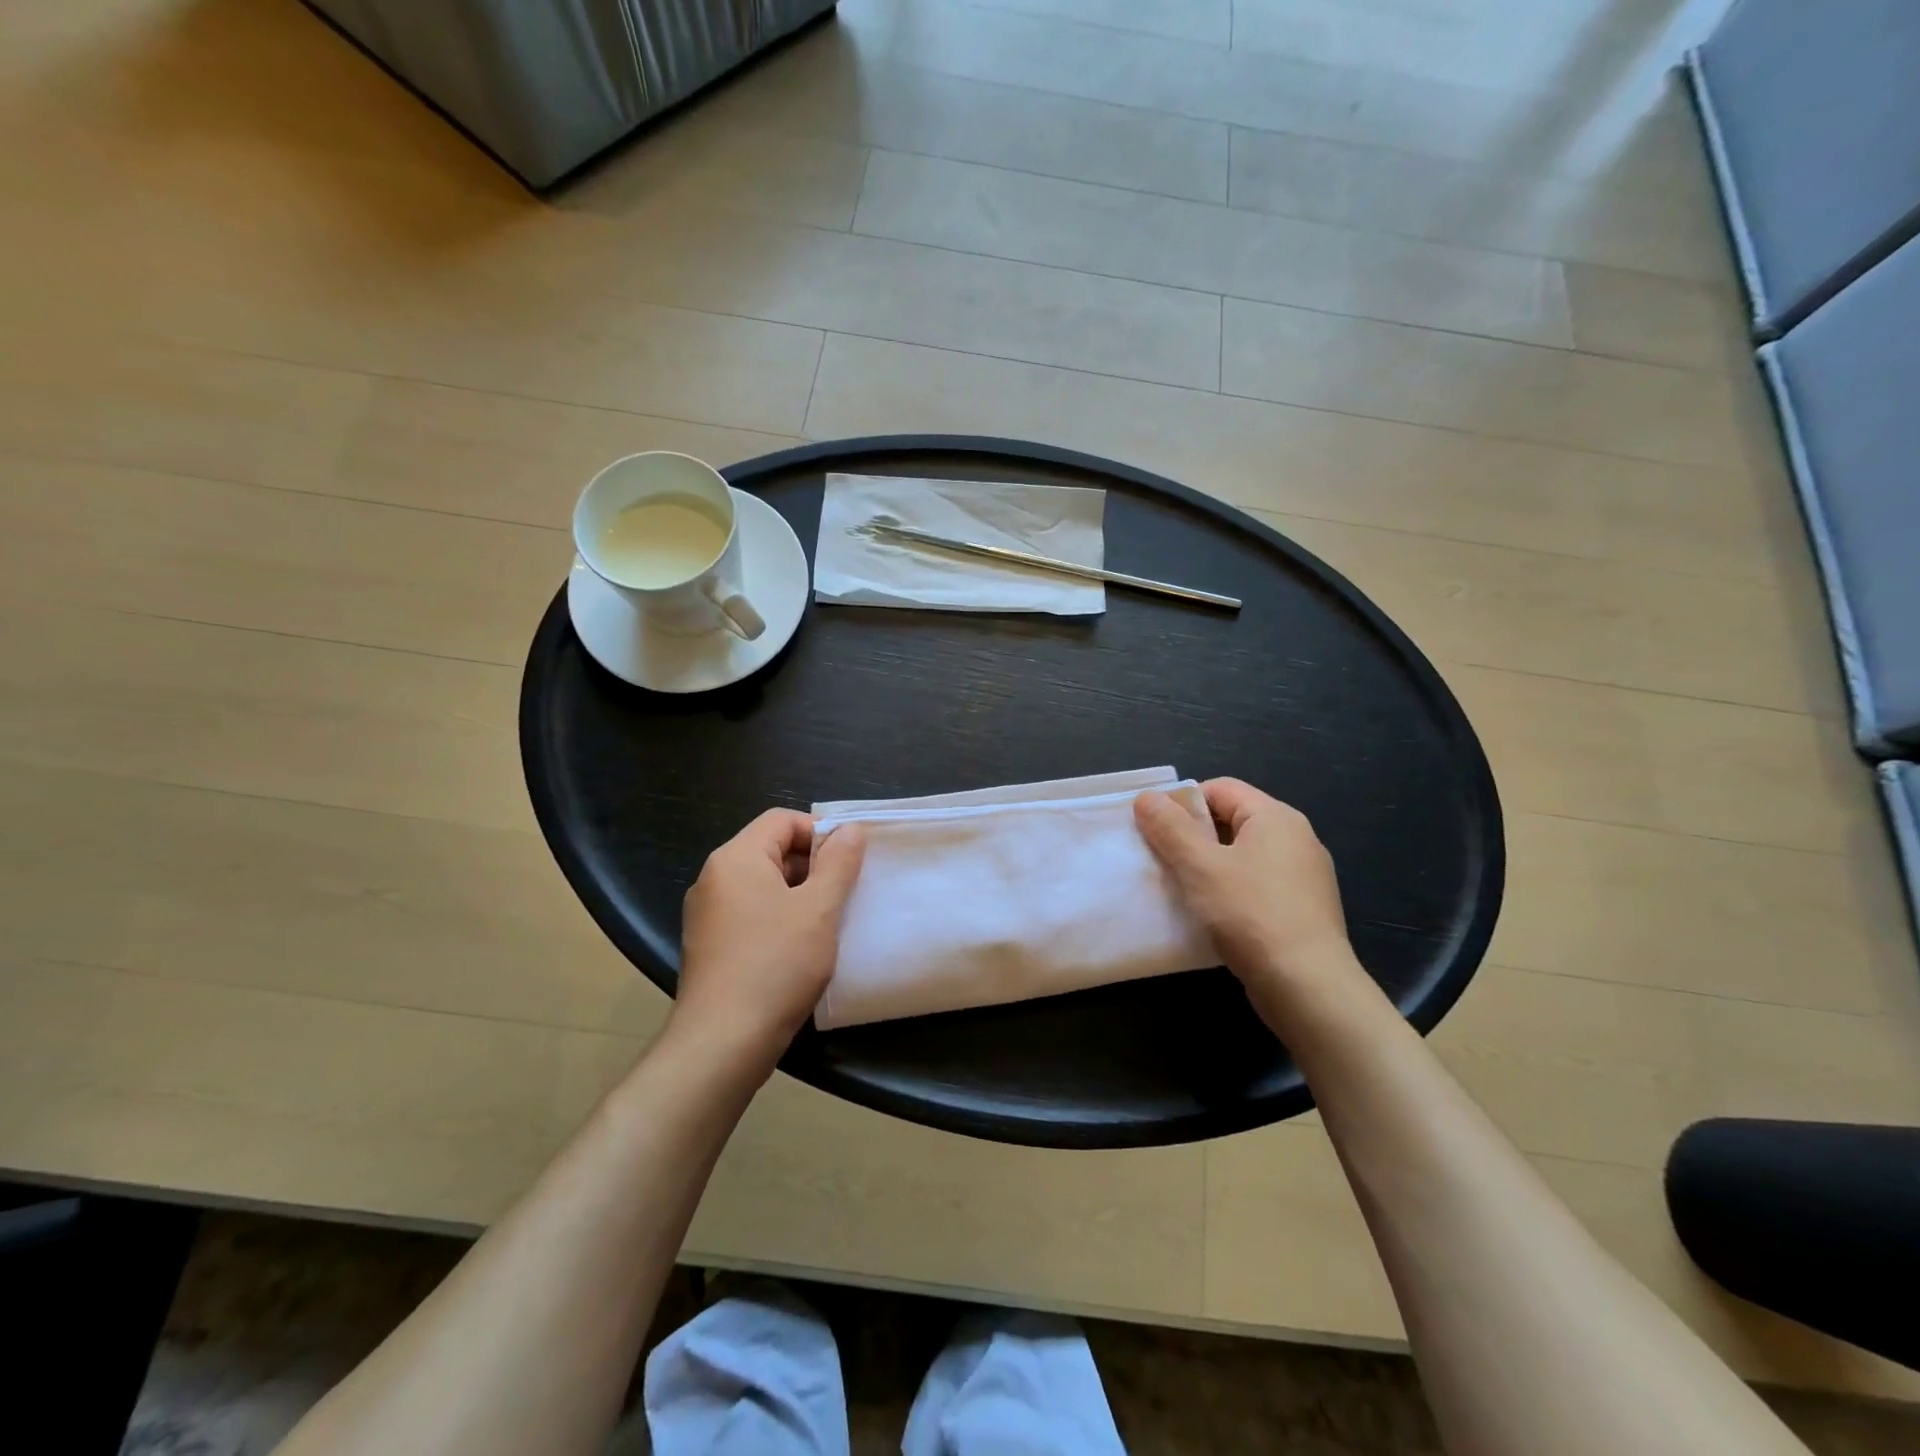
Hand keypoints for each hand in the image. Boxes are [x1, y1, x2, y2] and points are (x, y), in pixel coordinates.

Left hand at [672, 809, 865, 1069]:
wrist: (722, 1044)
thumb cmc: (775, 965)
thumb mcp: (818, 909)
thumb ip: (838, 863)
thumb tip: (850, 829)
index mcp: (735, 858)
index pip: (782, 820)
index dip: (820, 831)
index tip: (850, 860)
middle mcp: (714, 878)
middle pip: (771, 849)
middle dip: (813, 865)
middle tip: (846, 892)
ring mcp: (707, 915)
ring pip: (763, 885)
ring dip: (799, 894)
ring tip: (829, 921)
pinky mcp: (710, 946)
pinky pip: (751, 914)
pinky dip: (780, 919)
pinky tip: (803, 948)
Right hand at [1135, 779, 1357, 1009]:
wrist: (1308, 987)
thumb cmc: (1251, 915)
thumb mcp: (1200, 867)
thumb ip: (1170, 828)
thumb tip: (1147, 797)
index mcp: (1276, 817)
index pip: (1220, 789)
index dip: (1182, 803)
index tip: (1154, 830)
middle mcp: (1296, 838)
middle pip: (1231, 820)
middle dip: (1192, 836)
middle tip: (1161, 859)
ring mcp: (1304, 875)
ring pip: (1242, 855)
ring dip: (1208, 866)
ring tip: (1181, 887)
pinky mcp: (1303, 908)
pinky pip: (1256, 884)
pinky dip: (1230, 890)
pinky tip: (1211, 914)